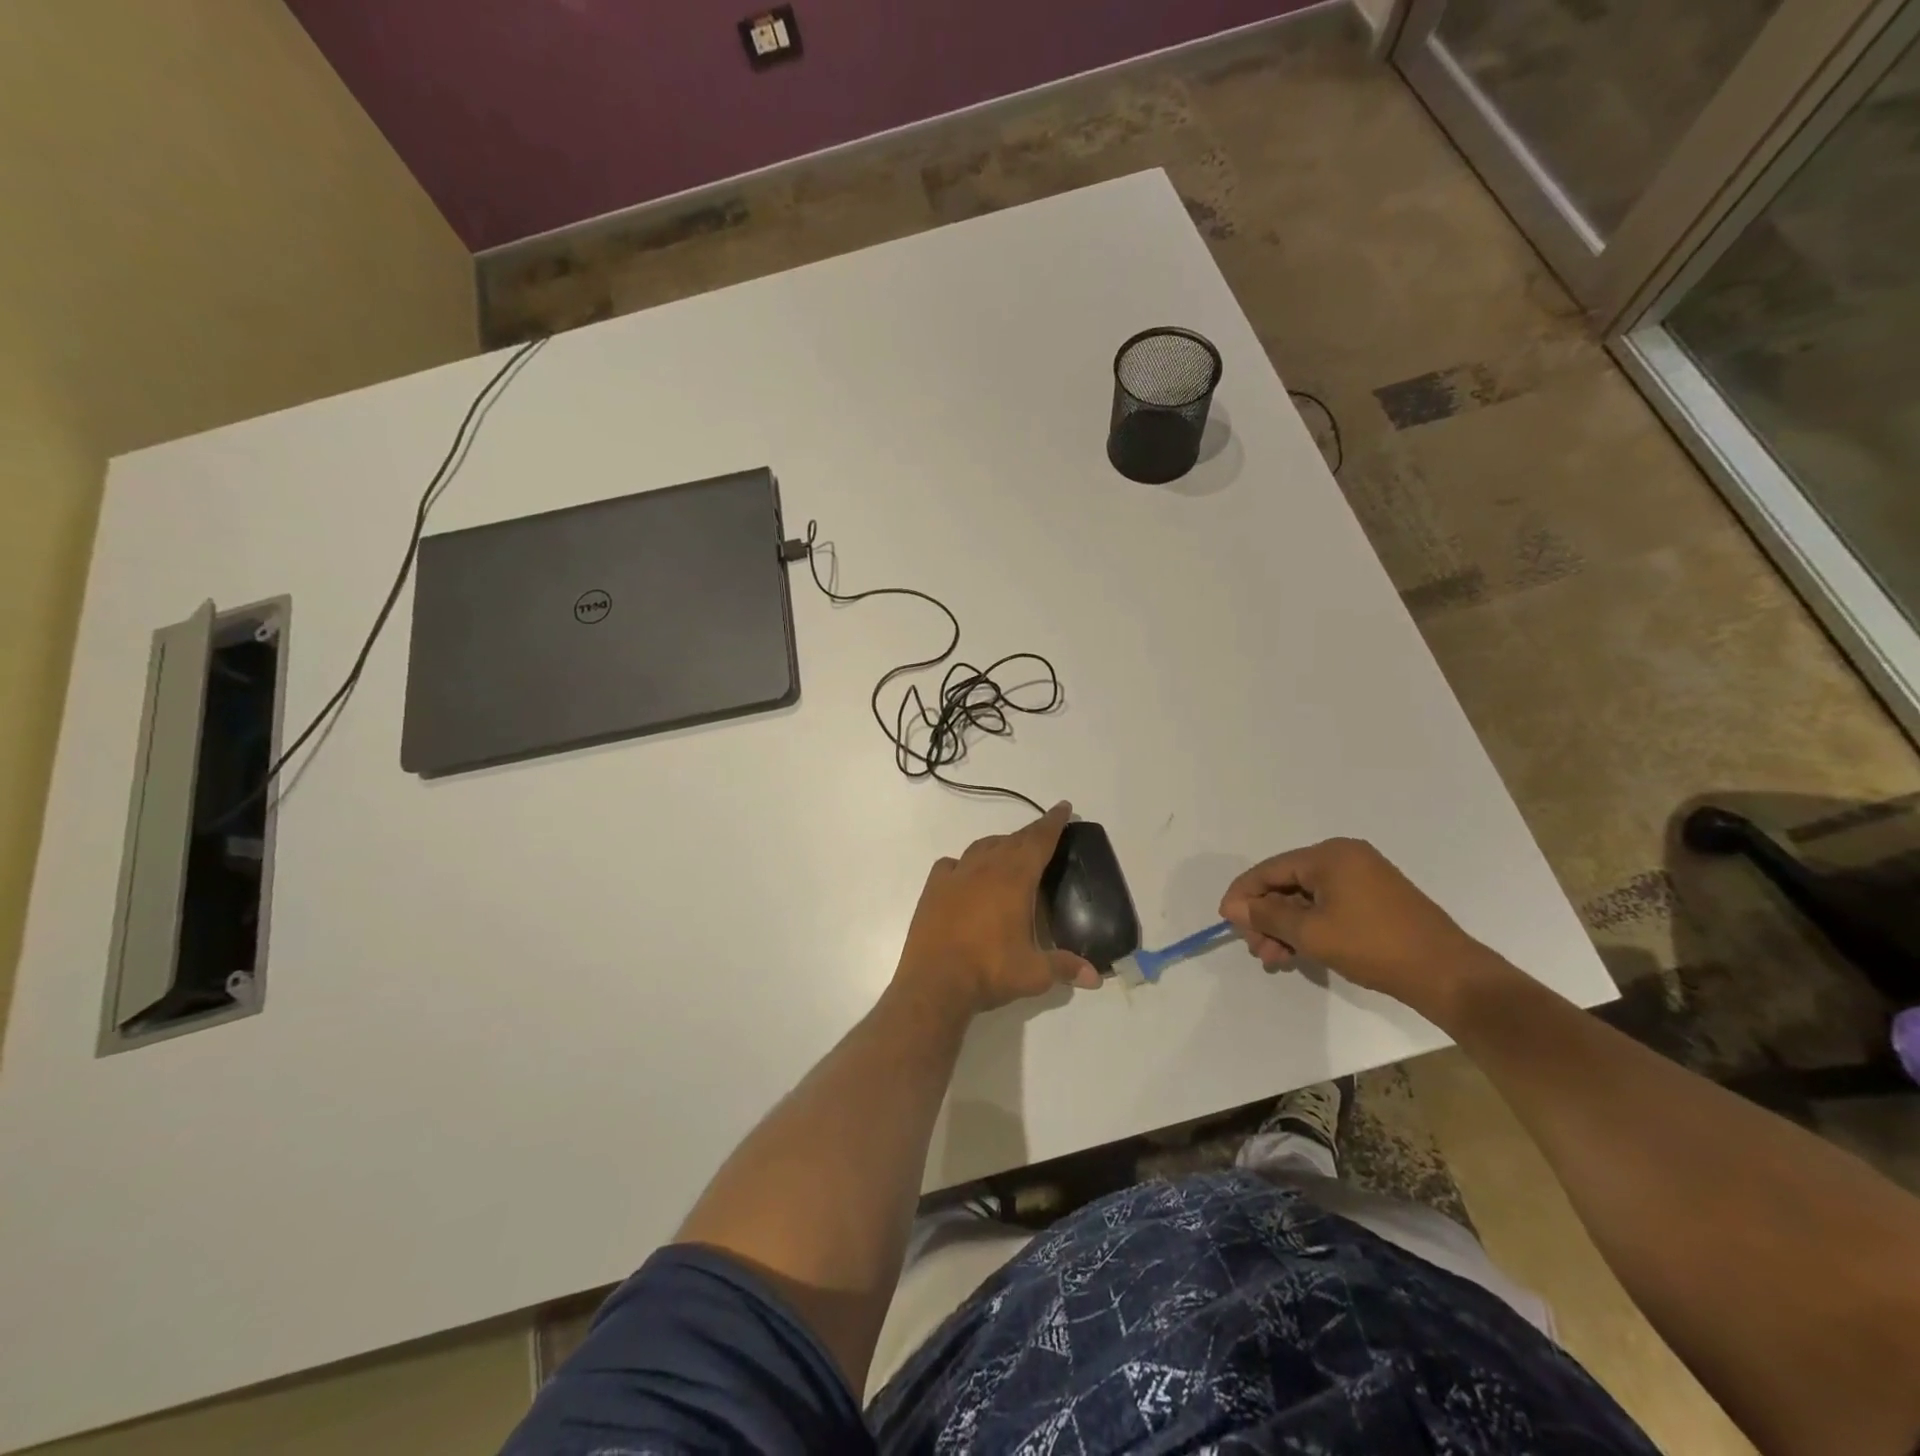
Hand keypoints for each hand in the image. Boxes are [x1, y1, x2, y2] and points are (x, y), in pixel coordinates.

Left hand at [896, 803, 1101, 1015]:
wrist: (934, 982)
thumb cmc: (989, 971)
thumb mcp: (1034, 973)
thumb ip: (1065, 967)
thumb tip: (1095, 977)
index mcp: (1014, 878)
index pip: (1039, 841)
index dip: (1053, 823)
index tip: (1063, 808)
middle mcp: (985, 868)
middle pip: (1013, 840)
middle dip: (1031, 834)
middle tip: (1045, 832)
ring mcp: (956, 876)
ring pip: (982, 847)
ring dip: (1000, 845)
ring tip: (1009, 854)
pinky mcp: (933, 888)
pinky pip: (952, 864)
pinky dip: (964, 864)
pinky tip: (967, 875)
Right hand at [1218, 837, 1497, 1015]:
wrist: (1448, 975)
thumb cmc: (1374, 946)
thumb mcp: (1311, 932)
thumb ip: (1267, 916)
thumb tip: (1234, 907)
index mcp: (1330, 855)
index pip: (1270, 869)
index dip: (1244, 895)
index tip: (1226, 921)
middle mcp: (1345, 858)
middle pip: (1287, 883)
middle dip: (1266, 917)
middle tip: (1257, 949)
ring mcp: (1363, 878)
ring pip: (1306, 899)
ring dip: (1285, 927)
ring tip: (1275, 958)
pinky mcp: (1376, 900)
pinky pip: (1328, 906)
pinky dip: (1309, 927)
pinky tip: (1298, 952)